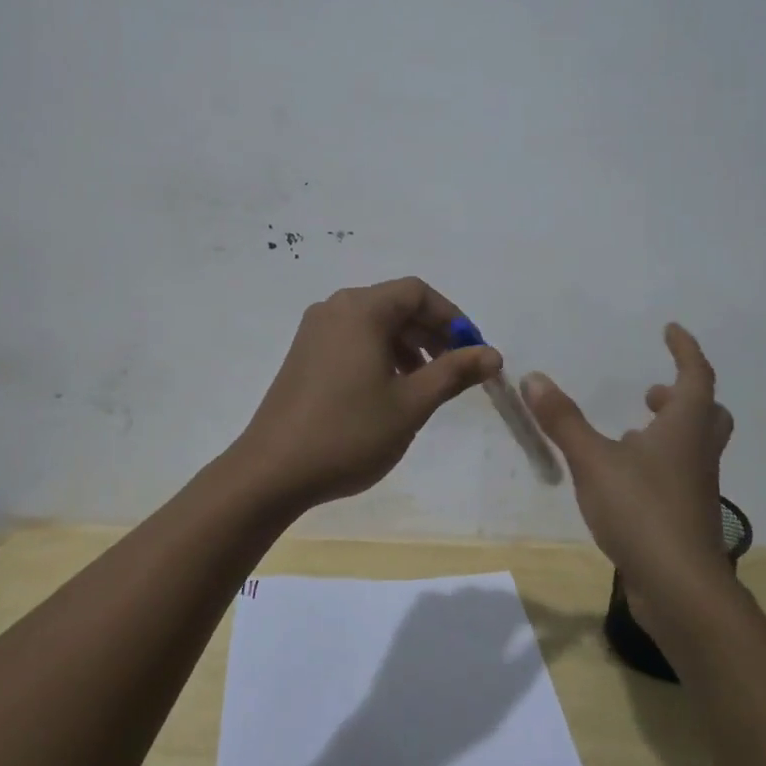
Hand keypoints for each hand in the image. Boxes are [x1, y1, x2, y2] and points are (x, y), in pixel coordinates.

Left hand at [229, 277, 502, 511]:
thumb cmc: (349, 432)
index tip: (473, 351)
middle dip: (432, 332)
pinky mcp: (304, 354)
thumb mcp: (412, 403)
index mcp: (361, 309)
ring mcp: (315, 331)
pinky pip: (353, 339)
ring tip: (426, 384)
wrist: (272, 471)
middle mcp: (335, 308)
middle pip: (396, 305)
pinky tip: (391, 390)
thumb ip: (454, 372)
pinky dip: (381, 355)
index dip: (452, 317)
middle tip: (456, 370)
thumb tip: (493, 354)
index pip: (418, 293)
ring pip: (375, 324)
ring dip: (408, 346)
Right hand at [520, 324, 734, 626]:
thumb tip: (533, 377)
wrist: (681, 589)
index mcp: (685, 427)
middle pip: (706, 412)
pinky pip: (679, 475)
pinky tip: (626, 477)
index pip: (696, 374)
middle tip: (652, 392)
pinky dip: (659, 463)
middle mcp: (698, 452)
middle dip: (682, 394)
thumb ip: (563, 420)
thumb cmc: (642, 511)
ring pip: (693, 445)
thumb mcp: (593, 460)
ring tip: (632, 432)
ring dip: (670, 430)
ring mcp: (697, 488)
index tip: (670, 330)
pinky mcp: (688, 517)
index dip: (685, 349)